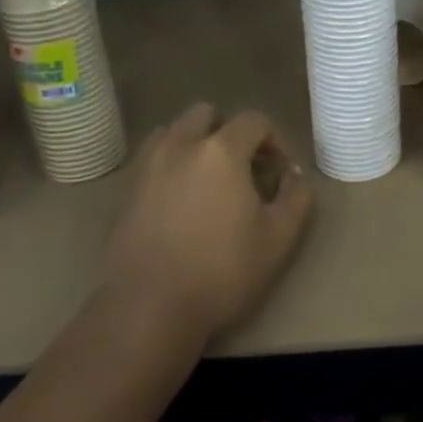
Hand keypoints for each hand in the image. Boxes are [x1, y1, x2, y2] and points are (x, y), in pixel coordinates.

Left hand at [102, 103, 312, 346]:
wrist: (147, 308)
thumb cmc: (221, 271)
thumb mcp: (278, 239)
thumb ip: (296, 198)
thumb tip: (293, 174)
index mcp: (221, 151)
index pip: (253, 120)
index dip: (273, 139)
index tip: (279, 170)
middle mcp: (181, 145)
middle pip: (207, 114)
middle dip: (229, 131)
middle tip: (243, 167)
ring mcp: (148, 166)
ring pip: (174, 131)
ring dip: (195, 142)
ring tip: (208, 178)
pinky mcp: (126, 190)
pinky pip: (152, 158)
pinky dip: (170, 164)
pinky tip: (179, 199)